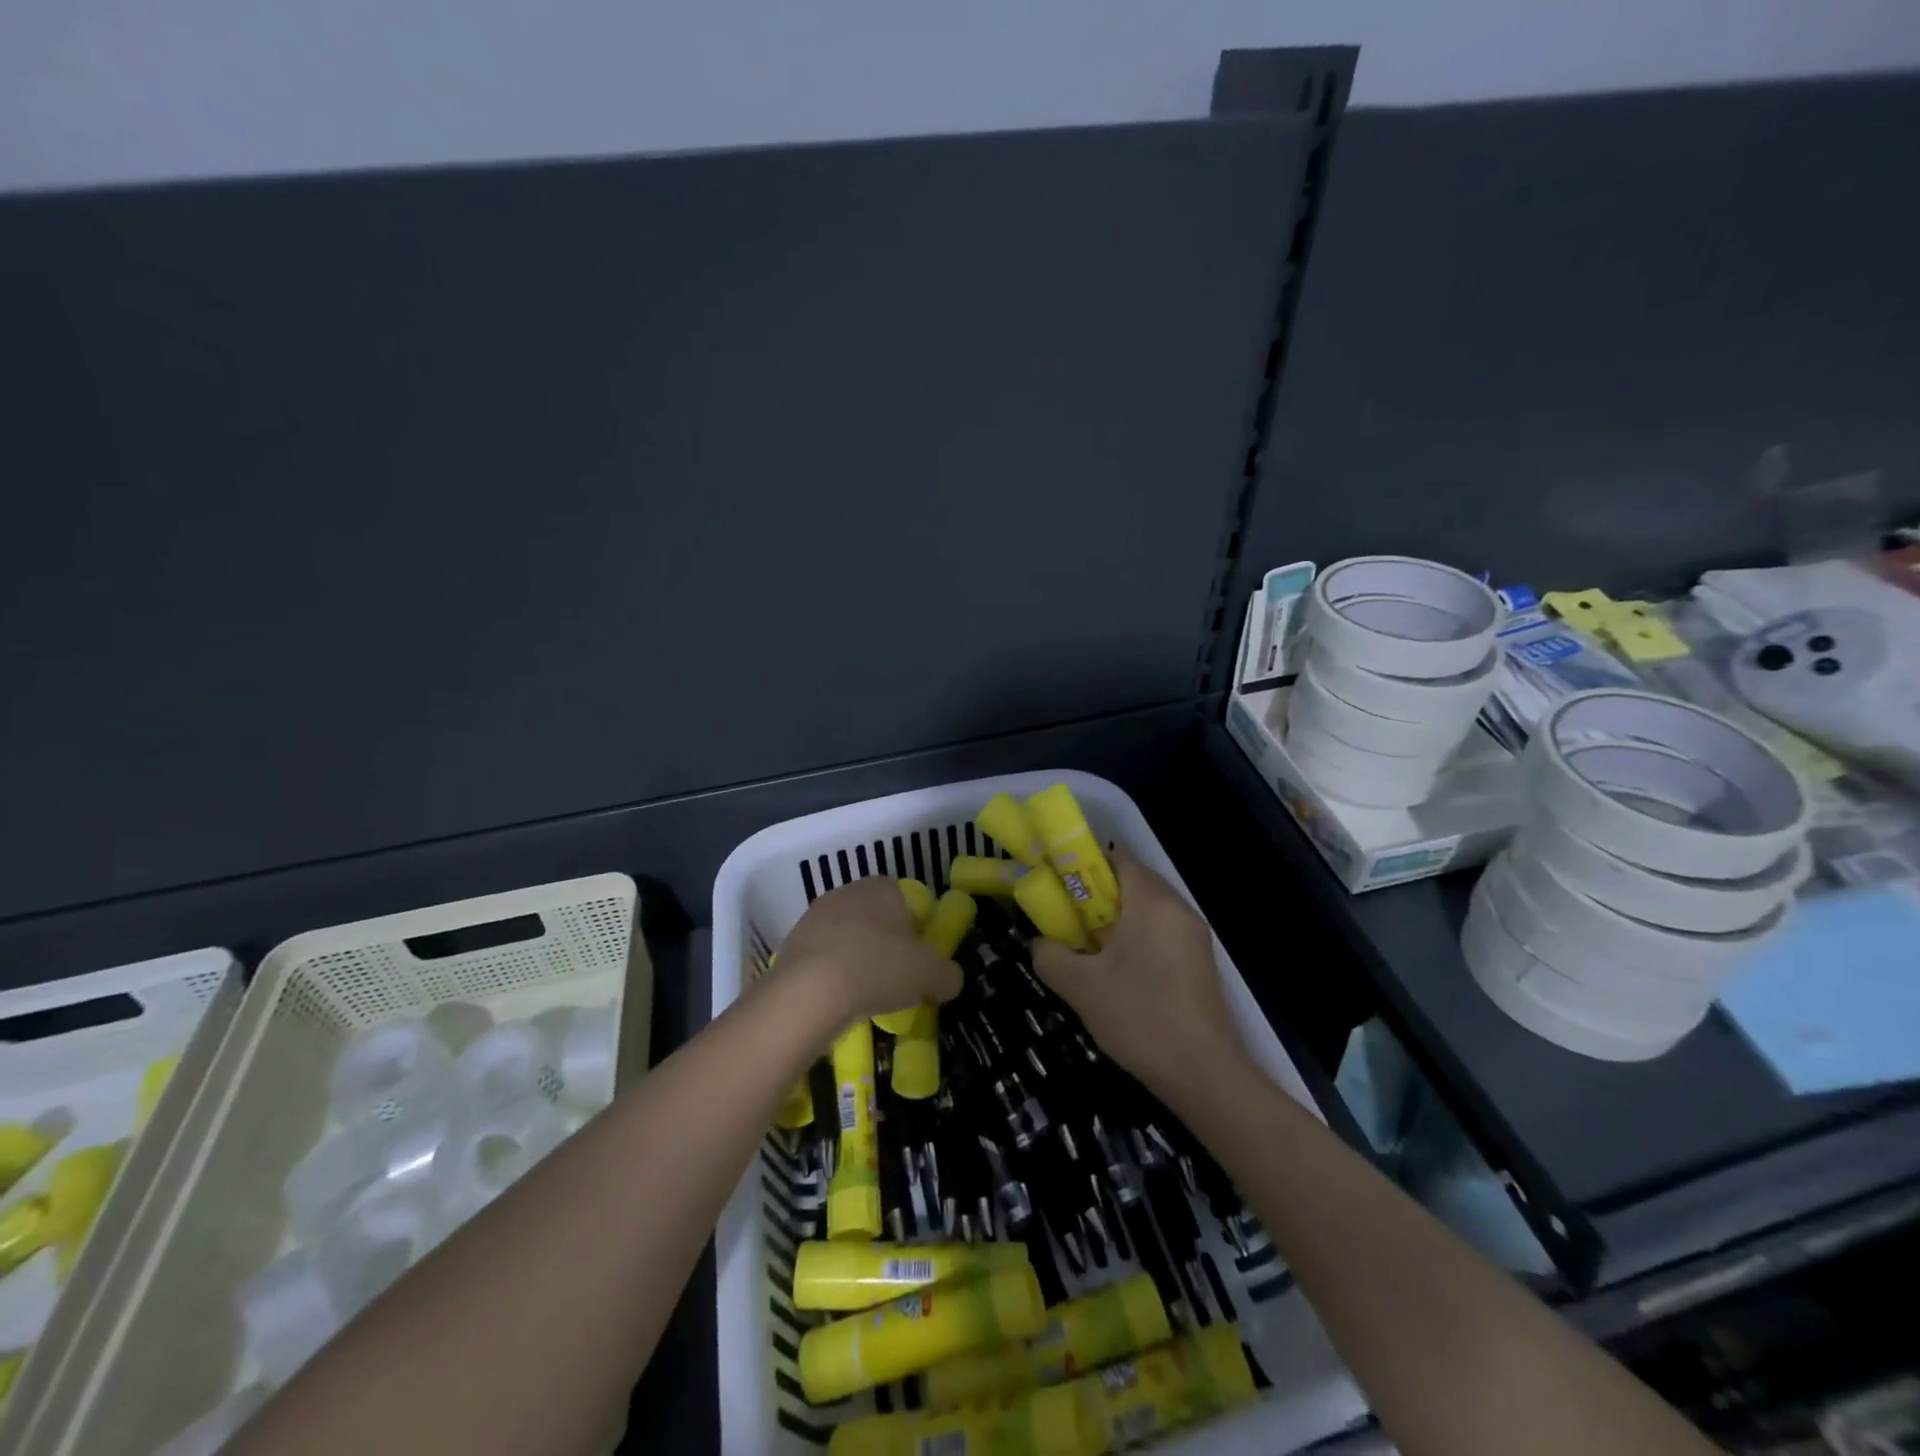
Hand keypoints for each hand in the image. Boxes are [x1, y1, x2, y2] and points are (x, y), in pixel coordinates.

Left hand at [777, 876, 961, 1025]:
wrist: (810, 991)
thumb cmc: (879, 967)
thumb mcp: (931, 975)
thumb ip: (947, 974)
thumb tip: (949, 979)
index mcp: (881, 887)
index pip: (904, 898)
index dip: (915, 927)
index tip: (919, 958)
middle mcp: (846, 893)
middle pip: (874, 917)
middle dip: (885, 944)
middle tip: (896, 978)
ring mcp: (814, 917)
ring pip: (846, 937)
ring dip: (857, 959)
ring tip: (866, 996)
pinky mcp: (791, 945)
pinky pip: (822, 958)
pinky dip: (832, 975)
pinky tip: (839, 1001)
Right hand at [1031, 855, 1248, 1104]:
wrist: (1204, 1074)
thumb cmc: (1139, 1017)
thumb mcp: (1080, 987)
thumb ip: (1050, 956)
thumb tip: (1040, 942)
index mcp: (1152, 901)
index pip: (1117, 858)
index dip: (1083, 865)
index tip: (1058, 887)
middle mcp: (1178, 908)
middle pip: (1132, 882)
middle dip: (1096, 896)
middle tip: (1067, 921)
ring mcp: (1194, 935)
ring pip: (1148, 909)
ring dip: (1117, 920)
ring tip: (1089, 950)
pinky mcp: (1200, 962)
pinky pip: (1162, 932)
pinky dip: (1137, 939)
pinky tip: (1119, 973)